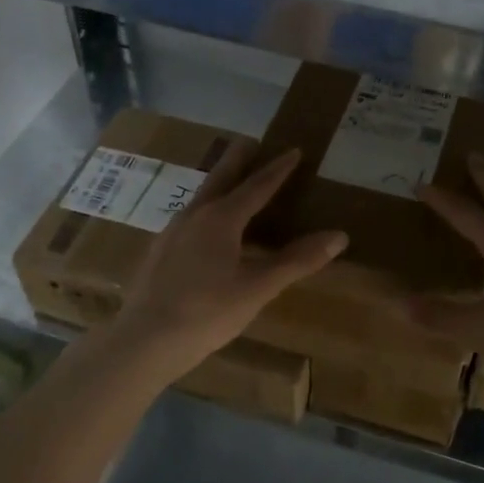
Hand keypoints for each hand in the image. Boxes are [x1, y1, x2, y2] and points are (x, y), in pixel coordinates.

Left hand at [113, 144, 347, 380]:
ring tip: (232, 184)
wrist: (143, 341)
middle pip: (220, 178)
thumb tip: (339, 236)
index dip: (278, 169)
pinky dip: (206, 211)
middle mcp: (194, 215)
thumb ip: (297, 260)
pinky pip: (189, 219)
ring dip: (220, 185)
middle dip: (238, 160)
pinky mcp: (159, 252)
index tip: (294, 150)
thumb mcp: (258, 288)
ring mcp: (171, 232)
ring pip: (201, 198)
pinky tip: (206, 230)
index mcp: (221, 218)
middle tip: (251, 142)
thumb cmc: (207, 312)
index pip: (257, 186)